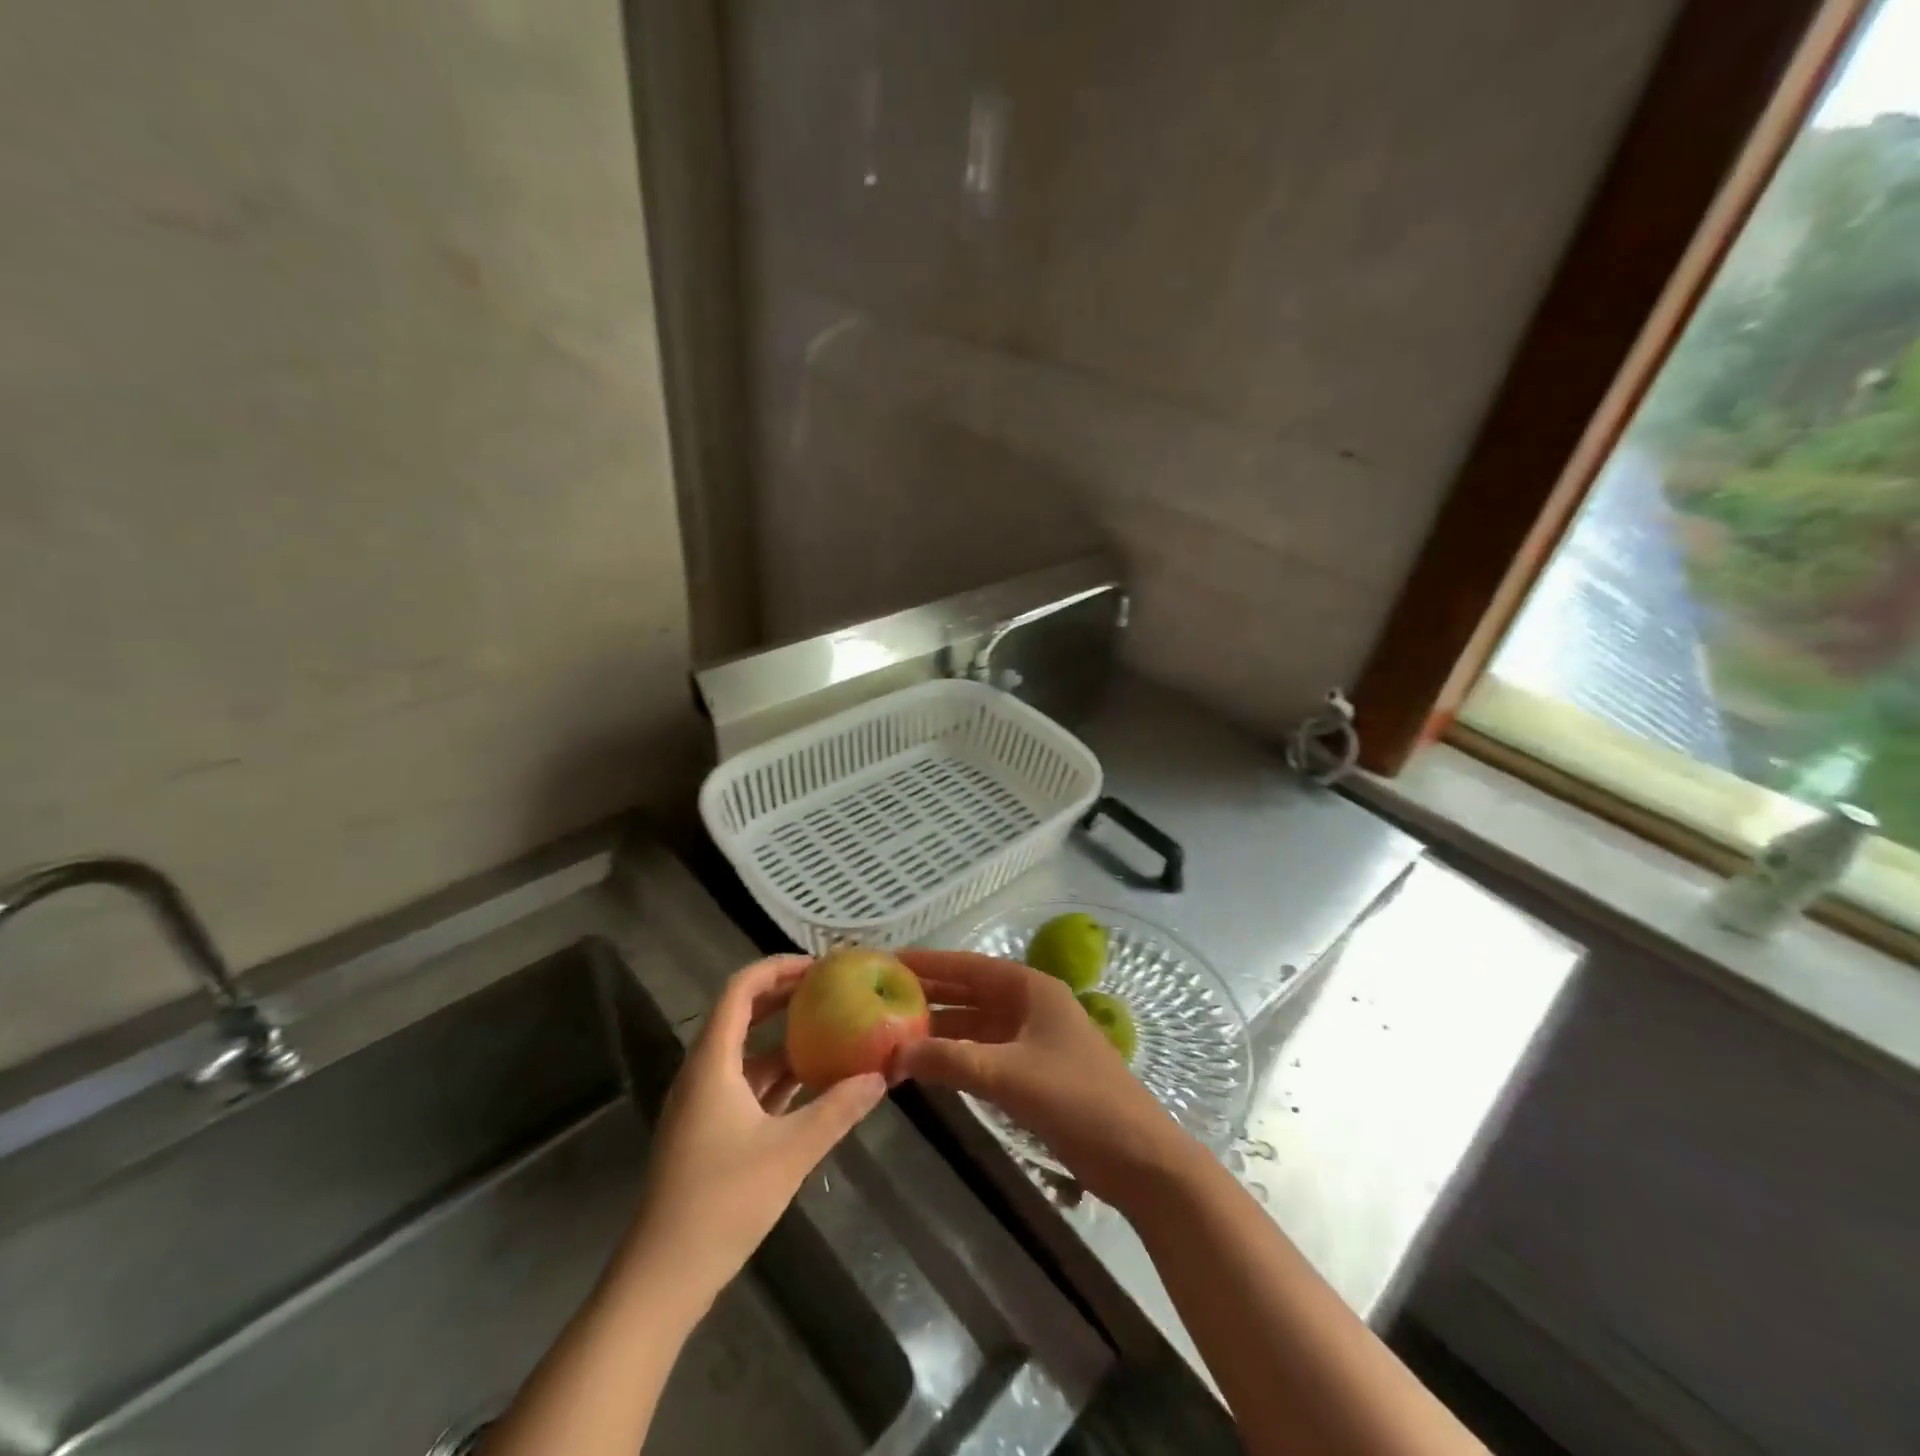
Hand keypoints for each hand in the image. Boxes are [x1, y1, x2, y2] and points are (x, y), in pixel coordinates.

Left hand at [622, 956, 886, 1309]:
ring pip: (745, 1052)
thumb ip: (838, 1109)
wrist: (661, 1279)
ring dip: (784, 1037)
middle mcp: (703, 1073)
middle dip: (785, 997)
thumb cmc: (721, 1203)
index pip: (740, 990)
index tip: (819, 966)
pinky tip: (813, 1082)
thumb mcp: (790, 1152)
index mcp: (712, 1063)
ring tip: (831, 1028)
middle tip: (831, 989)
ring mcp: (702, 1105)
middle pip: (741, 1015)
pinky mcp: (707, 1133)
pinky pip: (745, 1085)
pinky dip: (777, 1075)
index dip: (777, 968)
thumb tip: (880, 1077)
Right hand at [897, 950, 1197, 1205]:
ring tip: (891, 1032)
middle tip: (878, 996)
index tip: (888, 961)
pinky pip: (984, 1052)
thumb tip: (893, 1054)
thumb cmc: (1078, 1100)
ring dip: (939, 1029)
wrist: (1138, 1157)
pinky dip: (956, 1055)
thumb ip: (951, 1061)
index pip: (969, 966)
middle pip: (970, 992)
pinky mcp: (1033, 1071)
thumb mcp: (1009, 1076)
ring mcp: (1033, 1039)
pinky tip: (926, 1064)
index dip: (929, 963)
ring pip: (975, 1024)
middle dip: (928, 994)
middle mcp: (1030, 1005)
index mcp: (1031, 988)